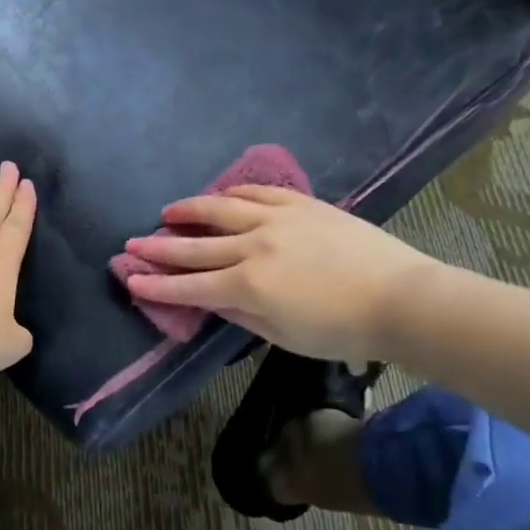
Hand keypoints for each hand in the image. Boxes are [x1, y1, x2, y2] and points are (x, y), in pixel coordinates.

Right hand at [123, 186, 439, 363]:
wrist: (400, 298)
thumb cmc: (341, 330)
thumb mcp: (283, 335)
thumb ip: (241, 315)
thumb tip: (210, 300)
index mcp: (248, 286)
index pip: (189, 286)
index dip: (156, 284)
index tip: (130, 279)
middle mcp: (253, 247)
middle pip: (195, 246)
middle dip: (159, 246)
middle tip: (132, 243)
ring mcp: (276, 220)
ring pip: (220, 210)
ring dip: (189, 210)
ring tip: (168, 212)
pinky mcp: (300, 205)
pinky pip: (257, 193)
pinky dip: (233, 194)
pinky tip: (221, 196)